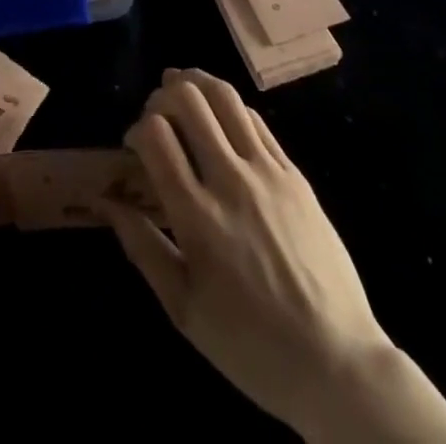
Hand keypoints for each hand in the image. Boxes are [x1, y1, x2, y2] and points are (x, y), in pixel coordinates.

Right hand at [107, 69, 445, 443]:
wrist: (337, 362)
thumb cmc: (251, 344)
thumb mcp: (184, 310)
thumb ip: (142, 248)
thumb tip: (107, 203)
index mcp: (198, 217)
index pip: (156, 135)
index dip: (136, 128)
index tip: (134, 147)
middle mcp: (231, 181)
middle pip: (188, 101)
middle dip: (162, 96)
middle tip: (156, 116)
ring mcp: (267, 172)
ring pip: (224, 97)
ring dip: (196, 83)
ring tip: (181, 88)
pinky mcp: (294, 173)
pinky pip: (255, 118)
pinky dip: (228, 105)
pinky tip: (219, 115)